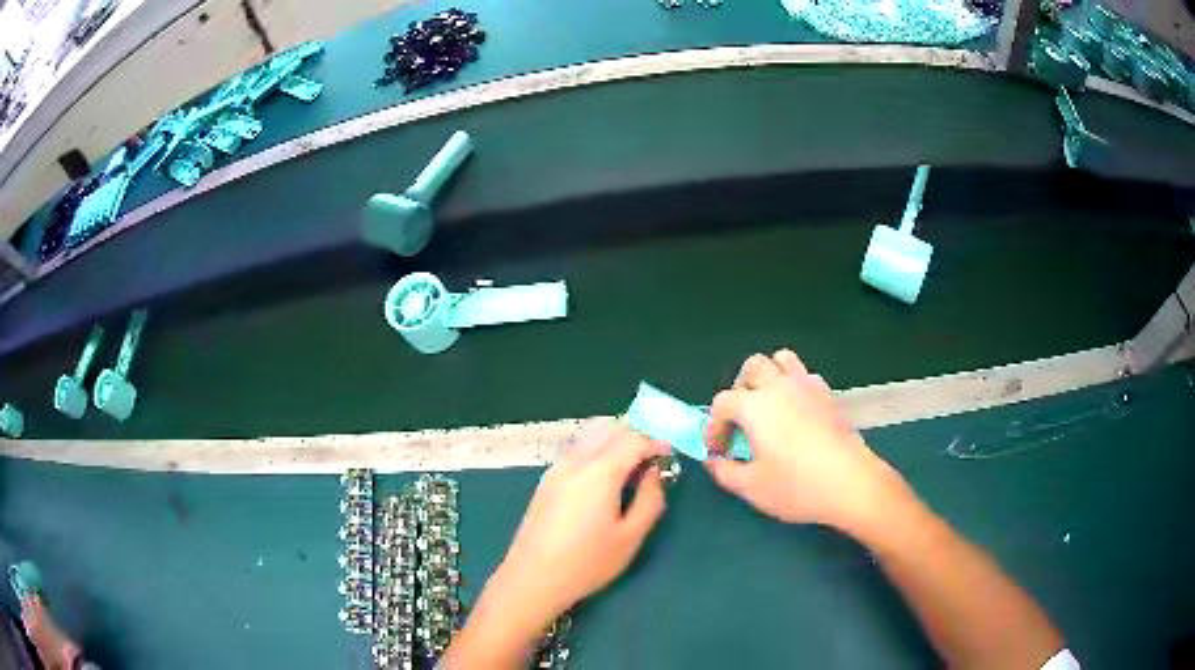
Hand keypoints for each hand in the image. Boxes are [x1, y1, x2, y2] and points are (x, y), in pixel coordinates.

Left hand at [491, 421, 669, 628]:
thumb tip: (655, 473)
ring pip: (589, 435)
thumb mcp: (630, 537)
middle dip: (635, 435)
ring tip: (631, 465)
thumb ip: (650, 500)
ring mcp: (556, 468)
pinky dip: (597, 448)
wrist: (533, 578)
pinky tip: (605, 476)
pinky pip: (576, 449)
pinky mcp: (546, 480)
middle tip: (653, 456)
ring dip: (614, 439)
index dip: (655, 442)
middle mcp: (575, 461)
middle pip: (609, 428)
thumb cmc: (587, 562)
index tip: (671, 453)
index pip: (632, 439)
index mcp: (598, 472)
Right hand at [704, 349, 908, 532]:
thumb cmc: (797, 487)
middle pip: (752, 367)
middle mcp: (780, 387)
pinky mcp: (829, 395)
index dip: (714, 426)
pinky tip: (796, 413)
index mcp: (755, 406)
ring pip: (782, 360)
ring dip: (769, 376)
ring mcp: (808, 386)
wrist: (851, 484)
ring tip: (768, 405)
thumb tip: (714, 461)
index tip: (718, 451)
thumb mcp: (752, 488)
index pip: (723, 402)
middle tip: (741, 421)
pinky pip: (805, 375)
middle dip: (740, 390)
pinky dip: (794, 385)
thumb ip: (725, 472)